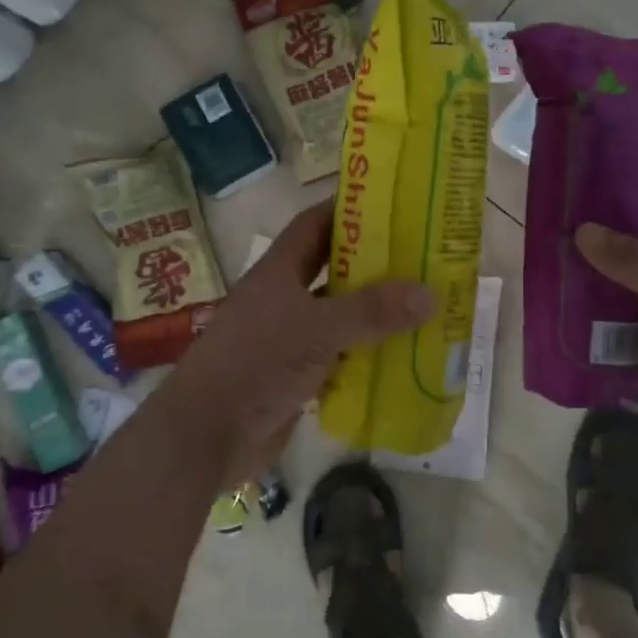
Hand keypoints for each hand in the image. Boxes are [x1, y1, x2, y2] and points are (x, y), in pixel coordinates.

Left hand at [160, 202, 435, 485]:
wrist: (207, 434)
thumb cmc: (256, 364)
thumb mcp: (318, 330)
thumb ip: (372, 312)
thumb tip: (430, 294)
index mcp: (279, 272)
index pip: (314, 224)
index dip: (347, 209)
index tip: (390, 203)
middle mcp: (283, 298)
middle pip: (332, 270)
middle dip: (372, 264)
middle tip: (420, 257)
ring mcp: (288, 338)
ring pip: (338, 316)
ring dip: (373, 313)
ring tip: (422, 305)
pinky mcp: (296, 376)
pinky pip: (339, 356)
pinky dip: (366, 354)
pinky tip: (402, 355)